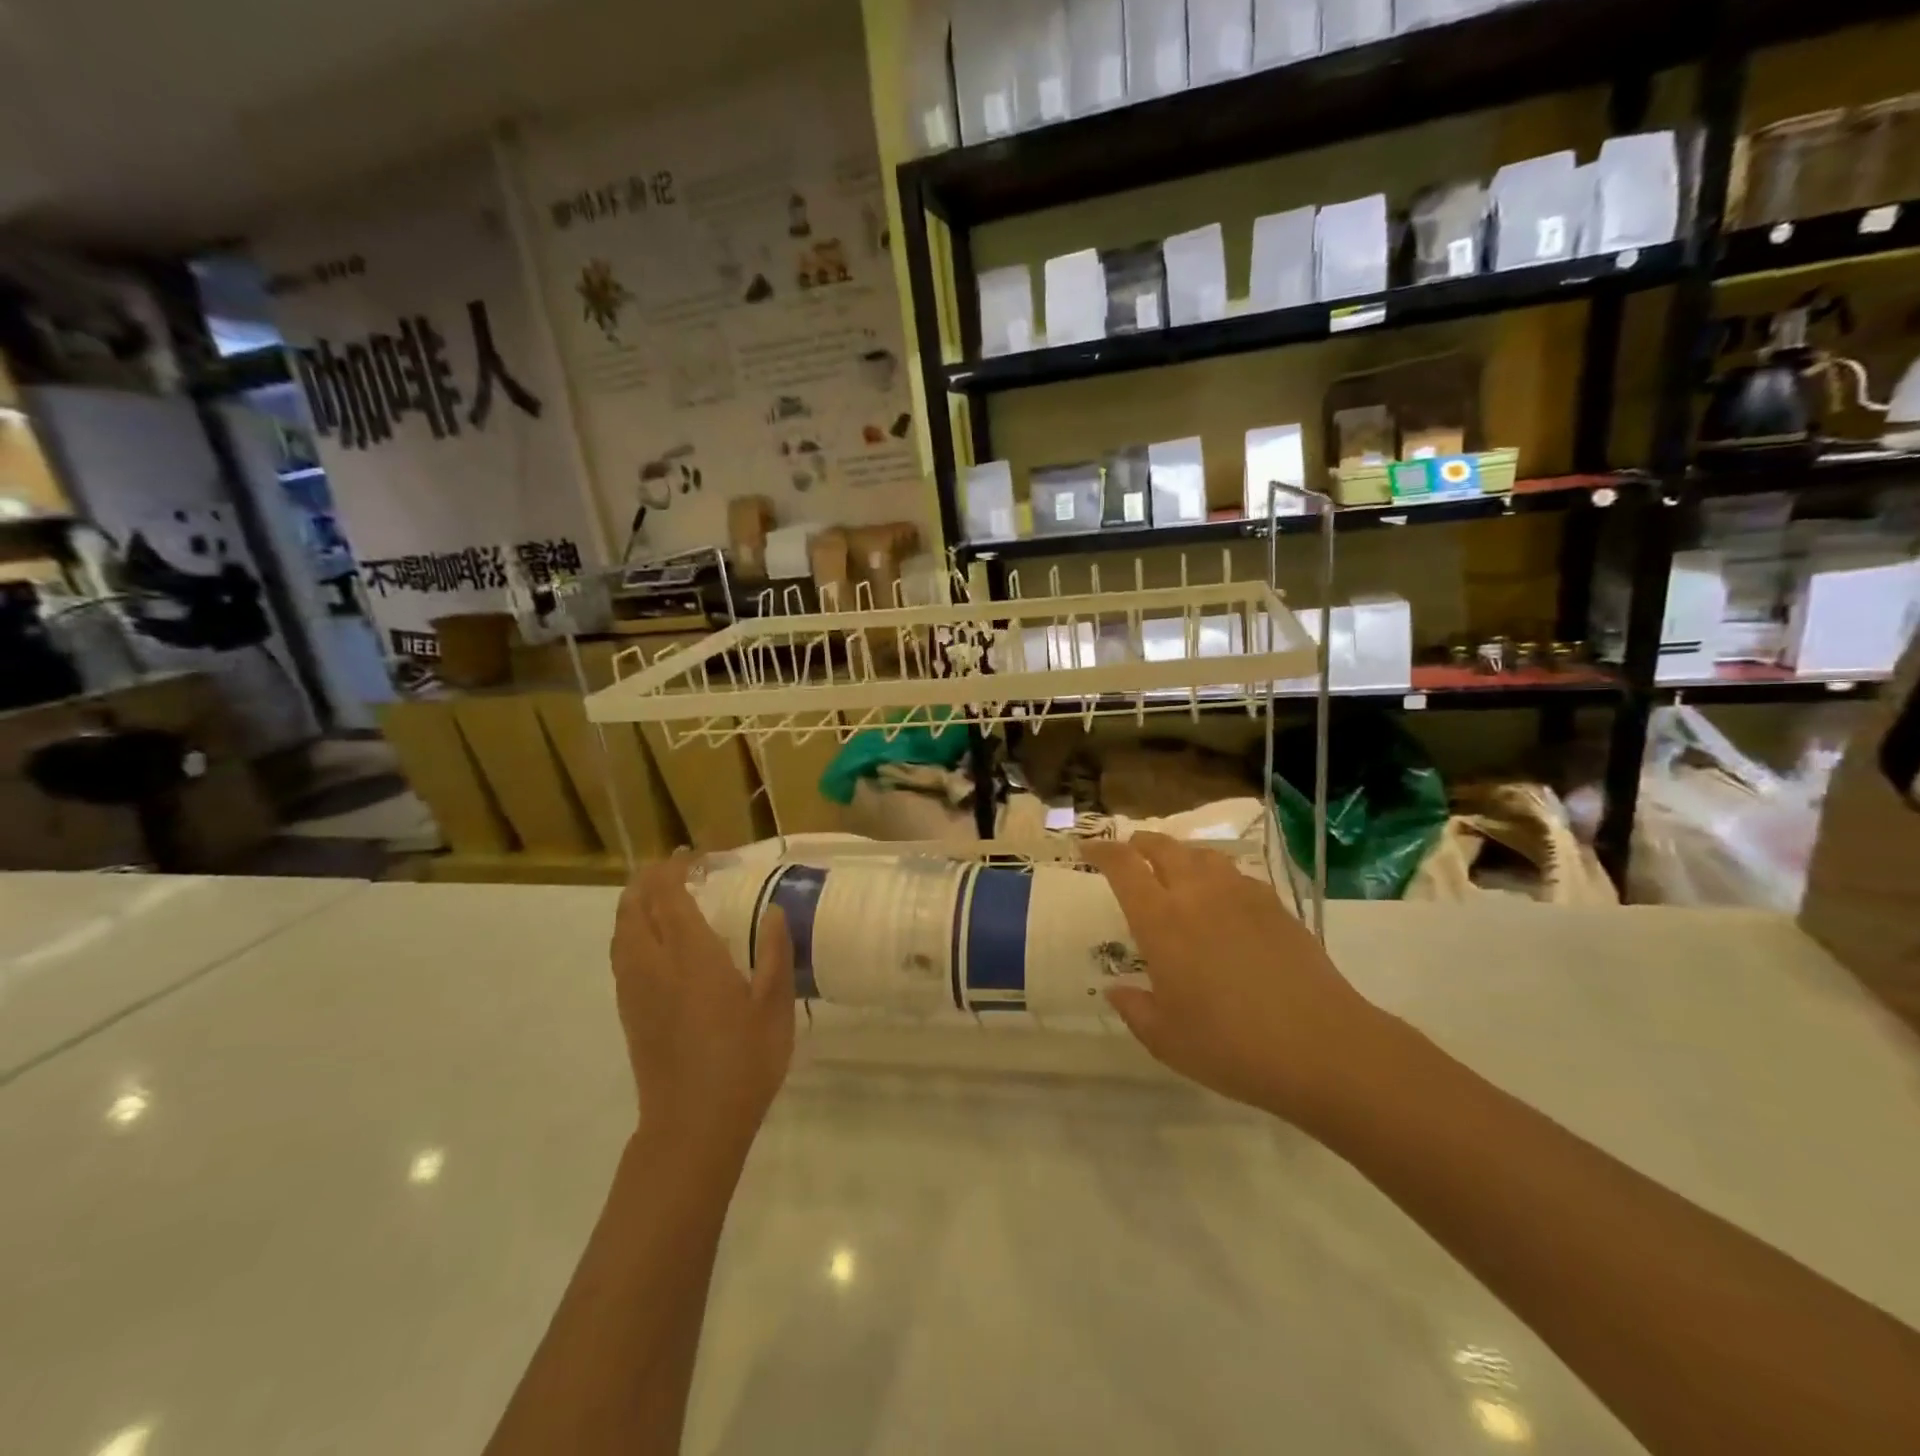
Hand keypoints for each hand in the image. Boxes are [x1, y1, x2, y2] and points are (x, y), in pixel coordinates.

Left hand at [611, 852, 794, 1166]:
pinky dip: (631, 932)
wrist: (692, 1126)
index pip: (670, 896)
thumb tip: (774, 911)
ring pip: (621, 932)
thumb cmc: (743, 1063)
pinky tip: (653, 942)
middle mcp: (654, 965)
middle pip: (635, 907)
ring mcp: (635, 990)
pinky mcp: (629, 1012)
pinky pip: (621, 956)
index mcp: (691, 957)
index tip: (694, 854)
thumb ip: (774, 953)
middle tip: (675, 868)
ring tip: (660, 896)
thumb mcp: (775, 1007)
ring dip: (635, 904)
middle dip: (649, 879)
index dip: (675, 868)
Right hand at [1083, 833, 1389, 1127]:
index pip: (1123, 866)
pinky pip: (1235, 874)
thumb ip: (1134, 1009)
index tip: (1087, 850)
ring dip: (1180, 854)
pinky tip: (1221, 898)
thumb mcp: (1167, 1040)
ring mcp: (1241, 895)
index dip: (1102, 851)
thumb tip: (1116, 989)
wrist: (1323, 1047)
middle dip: (1140, 843)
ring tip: (1174, 868)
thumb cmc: (1232, 1047)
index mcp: (1161, 921)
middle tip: (1129, 851)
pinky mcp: (1275, 906)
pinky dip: (1216, 874)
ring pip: (1202, 855)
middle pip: (1163, 847)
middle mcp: (1198, 895)